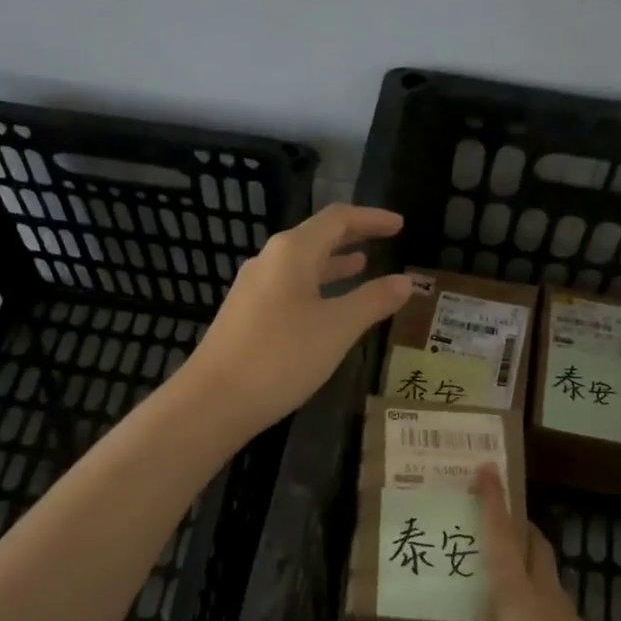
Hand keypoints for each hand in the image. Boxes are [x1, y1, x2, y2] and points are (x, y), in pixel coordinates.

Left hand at [185, 203, 412, 433]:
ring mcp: (253, 289)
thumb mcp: (337, 328)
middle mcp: (269, 261)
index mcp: (292, 252)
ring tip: (362, 266)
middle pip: (316, 237)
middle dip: (352, 237)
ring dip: (333, 263)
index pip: (337, 219)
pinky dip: (316, 288)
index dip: (371, 219)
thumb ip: (373, 301)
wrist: (214, 401)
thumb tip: (406, 281)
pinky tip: (327, 308)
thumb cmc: (281, 357)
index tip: (400, 224)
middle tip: (384, 239)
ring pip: (301, 265)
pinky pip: (289, 288)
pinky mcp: (246, 315)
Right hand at [411, 467, 620, 620]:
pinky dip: (529, 584)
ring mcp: (563, 610)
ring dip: (523, 550)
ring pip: (542, 565)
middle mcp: (542, 590)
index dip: (494, 500)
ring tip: (494, 556)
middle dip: (515, 520)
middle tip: (490, 512)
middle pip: (532, 541)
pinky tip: (513, 609)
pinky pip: (546, 592)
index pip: (502, 534)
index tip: (488, 467)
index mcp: (517, 591)